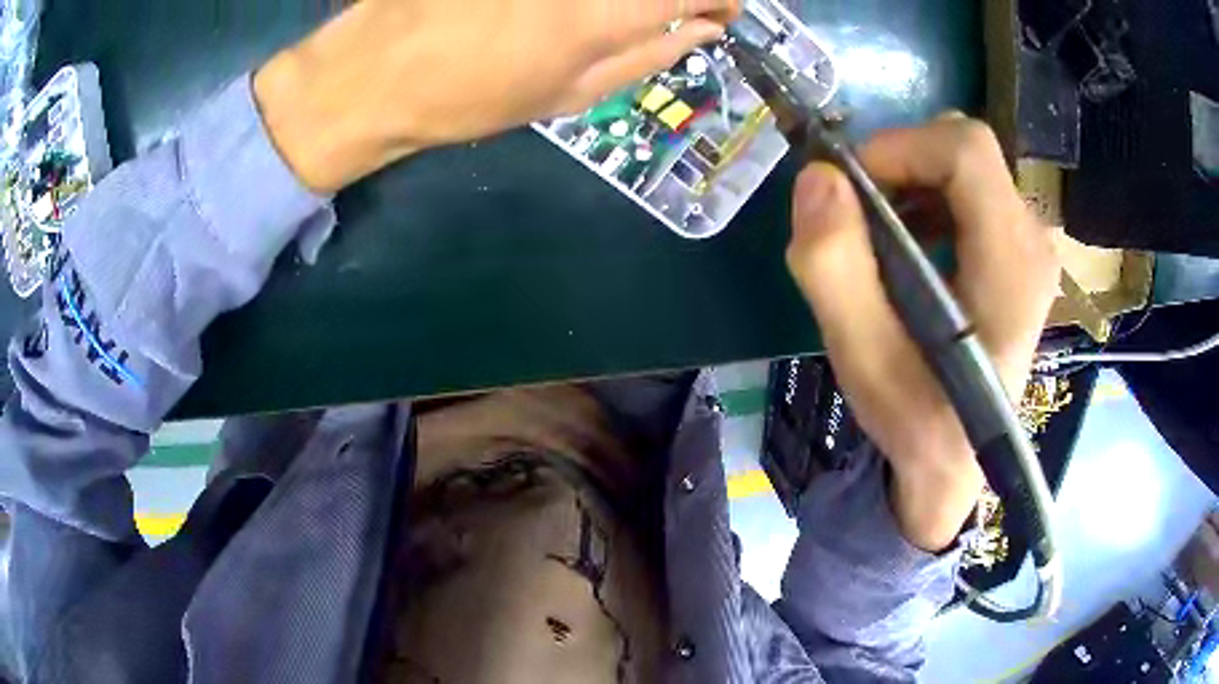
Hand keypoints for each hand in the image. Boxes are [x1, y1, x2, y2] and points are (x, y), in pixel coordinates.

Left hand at [253, 0, 739, 192]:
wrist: (374, 73)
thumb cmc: (469, 99)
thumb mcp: (566, 96)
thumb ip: (646, 57)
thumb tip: (703, 32)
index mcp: (602, 16)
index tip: (721, 11)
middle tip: (676, 10)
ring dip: (627, 1)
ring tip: (608, 16)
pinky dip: (580, 3)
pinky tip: (561, 13)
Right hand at [785, 117, 1060, 551]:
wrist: (957, 462)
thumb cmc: (916, 421)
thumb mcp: (863, 360)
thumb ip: (835, 268)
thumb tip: (817, 178)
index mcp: (1011, 265)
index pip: (966, 151)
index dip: (900, 148)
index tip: (852, 190)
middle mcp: (1033, 242)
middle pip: (966, 149)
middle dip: (901, 164)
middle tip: (860, 215)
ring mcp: (1031, 244)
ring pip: (965, 164)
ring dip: (911, 181)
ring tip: (880, 236)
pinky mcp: (1019, 250)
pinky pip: (971, 189)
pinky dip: (928, 196)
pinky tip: (909, 245)